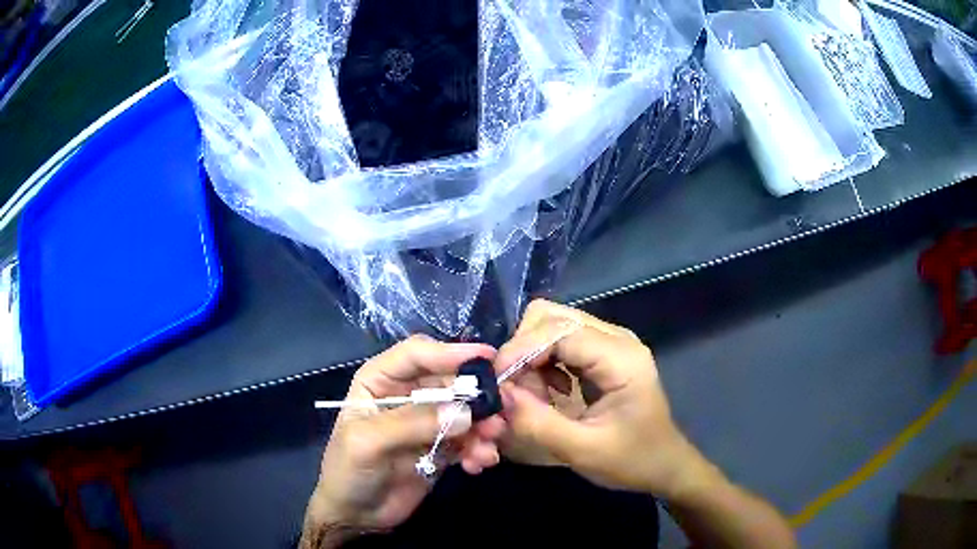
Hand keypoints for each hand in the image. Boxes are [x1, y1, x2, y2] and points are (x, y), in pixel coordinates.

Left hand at [300, 336, 505, 547]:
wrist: (355, 516)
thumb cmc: (348, 471)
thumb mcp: (368, 442)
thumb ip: (412, 423)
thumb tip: (465, 413)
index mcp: (380, 381)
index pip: (417, 354)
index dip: (450, 352)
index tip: (487, 357)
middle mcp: (406, 395)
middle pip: (449, 382)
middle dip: (476, 397)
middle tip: (499, 414)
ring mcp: (426, 423)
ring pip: (464, 412)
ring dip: (482, 427)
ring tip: (489, 446)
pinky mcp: (441, 448)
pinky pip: (468, 440)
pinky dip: (479, 449)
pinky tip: (479, 464)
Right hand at [494, 300, 709, 498]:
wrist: (663, 465)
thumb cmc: (631, 460)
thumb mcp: (582, 451)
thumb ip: (537, 423)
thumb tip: (499, 394)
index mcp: (621, 358)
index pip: (559, 331)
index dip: (520, 350)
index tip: (496, 382)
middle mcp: (616, 338)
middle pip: (552, 316)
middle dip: (523, 349)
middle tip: (514, 389)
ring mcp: (610, 342)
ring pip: (552, 325)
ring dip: (531, 356)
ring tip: (532, 395)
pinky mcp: (602, 353)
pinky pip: (560, 341)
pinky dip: (542, 362)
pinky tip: (549, 392)